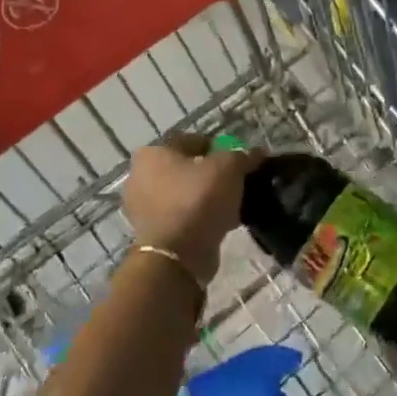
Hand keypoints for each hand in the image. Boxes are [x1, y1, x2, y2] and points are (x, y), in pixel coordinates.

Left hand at [121, 137, 258, 283]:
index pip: (191, 140)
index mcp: (152, 153)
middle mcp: (140, 177)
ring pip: (184, 194)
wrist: (178, 255)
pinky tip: (221, 222)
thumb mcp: (229, 168)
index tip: (237, 160)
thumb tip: (256, 153)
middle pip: (186, 168)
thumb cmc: (199, 199)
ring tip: (231, 204)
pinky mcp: (151, 233)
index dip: (218, 147)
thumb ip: (243, 156)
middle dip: (210, 174)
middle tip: (234, 182)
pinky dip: (199, 217)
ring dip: (206, 197)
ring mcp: (142, 208)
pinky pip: (182, 216)